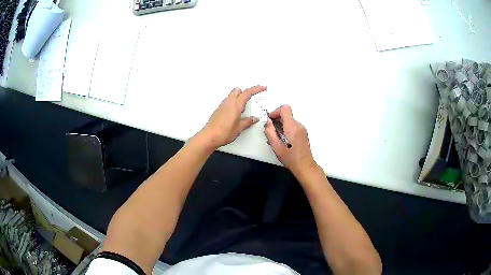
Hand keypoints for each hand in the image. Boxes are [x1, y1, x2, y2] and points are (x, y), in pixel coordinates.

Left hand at [198, 85, 266, 149]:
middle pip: (238, 90)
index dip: (256, 89)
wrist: (209, 137)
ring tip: (243, 110)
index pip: (248, 92)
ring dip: (239, 98)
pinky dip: (233, 103)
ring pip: (232, 95)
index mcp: (236, 105)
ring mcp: (222, 105)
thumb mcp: (239, 128)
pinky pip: (227, 102)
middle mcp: (228, 102)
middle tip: (251, 99)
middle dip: (245, 92)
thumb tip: (255, 118)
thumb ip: (248, 121)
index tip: (263, 88)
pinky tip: (235, 114)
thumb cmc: (224, 132)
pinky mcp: (218, 110)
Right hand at [264, 105, 316, 175]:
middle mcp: (299, 125)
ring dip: (281, 125)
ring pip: (289, 120)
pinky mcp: (303, 133)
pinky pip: (293, 126)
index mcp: (292, 127)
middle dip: (277, 120)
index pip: (285, 108)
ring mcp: (302, 129)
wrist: (304, 166)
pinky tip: (283, 140)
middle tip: (271, 131)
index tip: (271, 120)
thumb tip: (268, 122)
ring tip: (277, 138)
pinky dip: (287, 129)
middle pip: (286, 114)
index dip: (276, 112)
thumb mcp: (275, 145)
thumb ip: (269, 131)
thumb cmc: (290, 158)